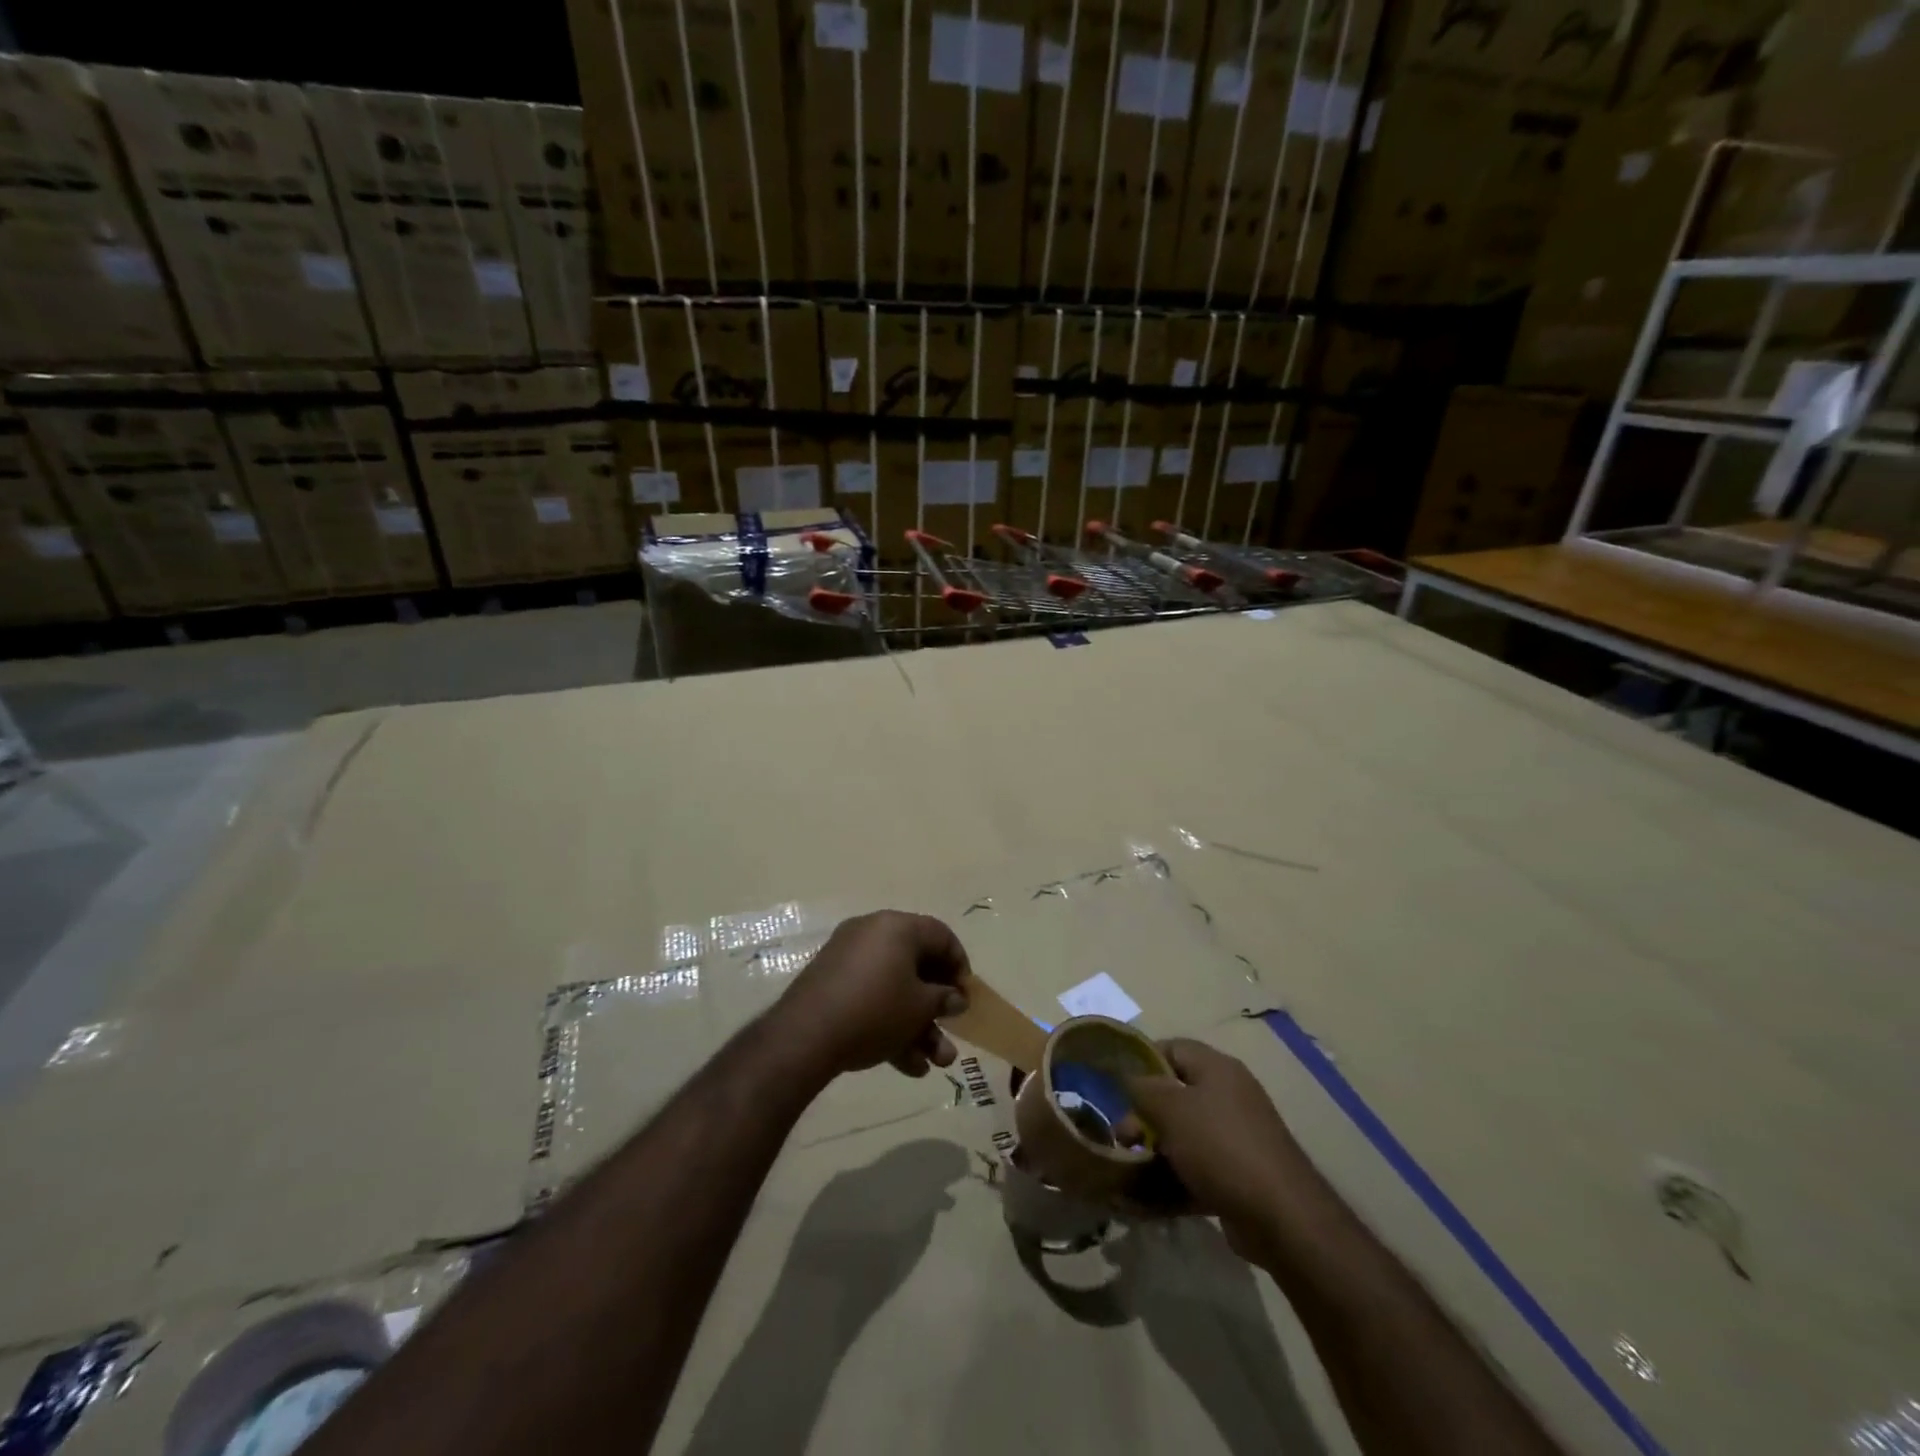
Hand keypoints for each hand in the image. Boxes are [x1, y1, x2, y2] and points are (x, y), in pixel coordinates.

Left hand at [774, 912, 970, 1081]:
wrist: (805, 1035)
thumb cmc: (875, 1010)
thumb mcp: (920, 1007)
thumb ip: (943, 999)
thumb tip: (955, 998)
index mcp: (897, 927)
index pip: (941, 936)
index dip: (959, 966)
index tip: (966, 997)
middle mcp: (872, 934)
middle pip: (917, 966)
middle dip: (937, 1007)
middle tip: (952, 1032)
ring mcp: (848, 959)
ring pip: (894, 989)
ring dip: (918, 1025)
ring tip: (935, 1063)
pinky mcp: (830, 984)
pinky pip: (870, 998)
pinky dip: (889, 1025)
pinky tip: (907, 1065)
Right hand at [1126, 1038, 1315, 1261]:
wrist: (1281, 1217)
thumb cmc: (1220, 1146)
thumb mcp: (1171, 1108)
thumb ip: (1142, 1088)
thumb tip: (1127, 1077)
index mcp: (1217, 1069)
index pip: (1172, 1048)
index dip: (1141, 1061)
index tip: (1115, 1085)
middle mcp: (1227, 1097)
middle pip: (1174, 1095)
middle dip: (1143, 1116)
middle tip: (1122, 1138)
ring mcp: (1234, 1139)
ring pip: (1182, 1137)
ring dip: (1153, 1152)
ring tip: (1127, 1172)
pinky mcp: (1237, 1177)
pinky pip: (1195, 1171)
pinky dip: (1171, 1182)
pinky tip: (1145, 1201)